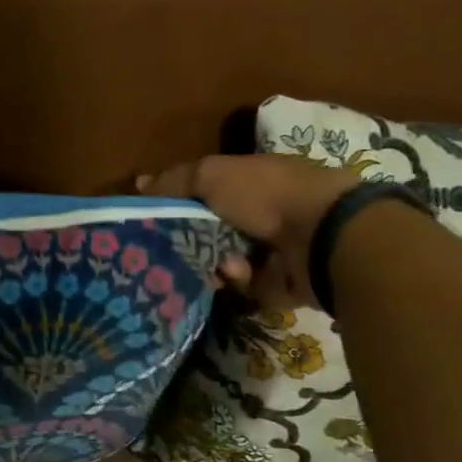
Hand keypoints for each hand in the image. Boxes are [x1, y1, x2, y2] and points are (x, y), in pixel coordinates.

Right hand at [137, 153, 358, 309]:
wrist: (323, 237)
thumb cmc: (265, 195)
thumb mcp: (211, 175)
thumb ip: (175, 181)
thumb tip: (138, 183)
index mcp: (250, 180)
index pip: (205, 191)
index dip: (179, 201)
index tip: (153, 216)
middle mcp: (262, 212)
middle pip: (211, 229)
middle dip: (190, 239)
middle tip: (168, 248)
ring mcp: (273, 249)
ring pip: (222, 260)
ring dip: (212, 261)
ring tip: (211, 261)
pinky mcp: (280, 283)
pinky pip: (244, 286)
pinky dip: (238, 279)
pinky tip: (240, 272)